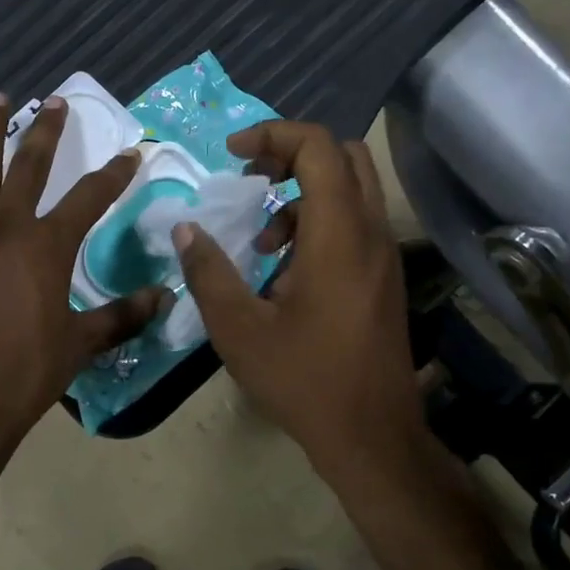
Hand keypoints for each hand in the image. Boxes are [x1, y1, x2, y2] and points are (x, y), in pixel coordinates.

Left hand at [0, 94, 166, 466]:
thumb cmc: (26, 374)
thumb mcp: (82, 344)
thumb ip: (123, 315)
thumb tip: (164, 297)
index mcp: (48, 247)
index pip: (90, 197)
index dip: (114, 174)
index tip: (130, 153)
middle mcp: (5, 228)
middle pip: (29, 166)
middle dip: (47, 131)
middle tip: (57, 102)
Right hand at [174, 121, 424, 480]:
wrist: (370, 434)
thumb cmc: (303, 380)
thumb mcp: (239, 329)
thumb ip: (209, 273)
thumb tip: (186, 230)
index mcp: (338, 236)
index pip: (319, 148)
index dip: (273, 135)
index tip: (233, 156)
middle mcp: (371, 234)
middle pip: (345, 156)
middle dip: (293, 154)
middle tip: (251, 180)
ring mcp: (384, 257)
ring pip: (353, 190)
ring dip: (304, 194)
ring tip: (262, 241)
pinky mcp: (384, 279)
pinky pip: (355, 224)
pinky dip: (319, 224)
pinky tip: (285, 273)